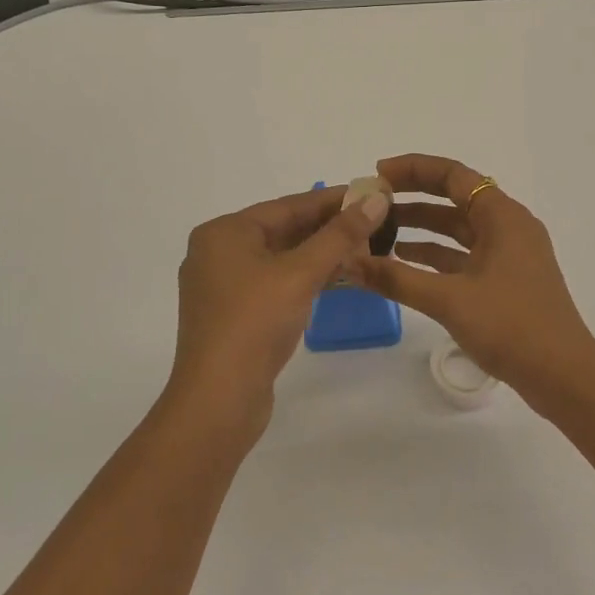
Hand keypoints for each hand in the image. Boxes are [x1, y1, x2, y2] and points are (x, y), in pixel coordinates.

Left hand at [169, 184, 389, 432]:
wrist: (218, 399)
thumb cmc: (255, 323)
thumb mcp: (301, 273)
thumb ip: (340, 235)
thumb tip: (376, 199)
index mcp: (224, 233)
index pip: (287, 205)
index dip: (331, 199)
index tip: (370, 194)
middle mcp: (217, 253)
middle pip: (282, 230)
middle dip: (327, 227)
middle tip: (372, 222)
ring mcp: (223, 287)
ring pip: (279, 258)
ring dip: (319, 254)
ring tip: (362, 248)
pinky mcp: (233, 315)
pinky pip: (273, 283)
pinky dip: (303, 278)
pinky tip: (335, 279)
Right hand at [351, 154, 594, 412]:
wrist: (563, 375)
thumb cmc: (510, 326)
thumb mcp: (449, 299)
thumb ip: (396, 278)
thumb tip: (348, 262)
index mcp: (502, 216)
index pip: (453, 175)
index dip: (413, 169)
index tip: (376, 175)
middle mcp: (508, 226)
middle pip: (455, 198)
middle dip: (413, 198)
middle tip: (372, 202)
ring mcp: (510, 254)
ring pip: (459, 229)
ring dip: (421, 228)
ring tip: (378, 232)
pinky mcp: (506, 280)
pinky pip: (464, 255)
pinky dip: (436, 255)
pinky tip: (404, 263)